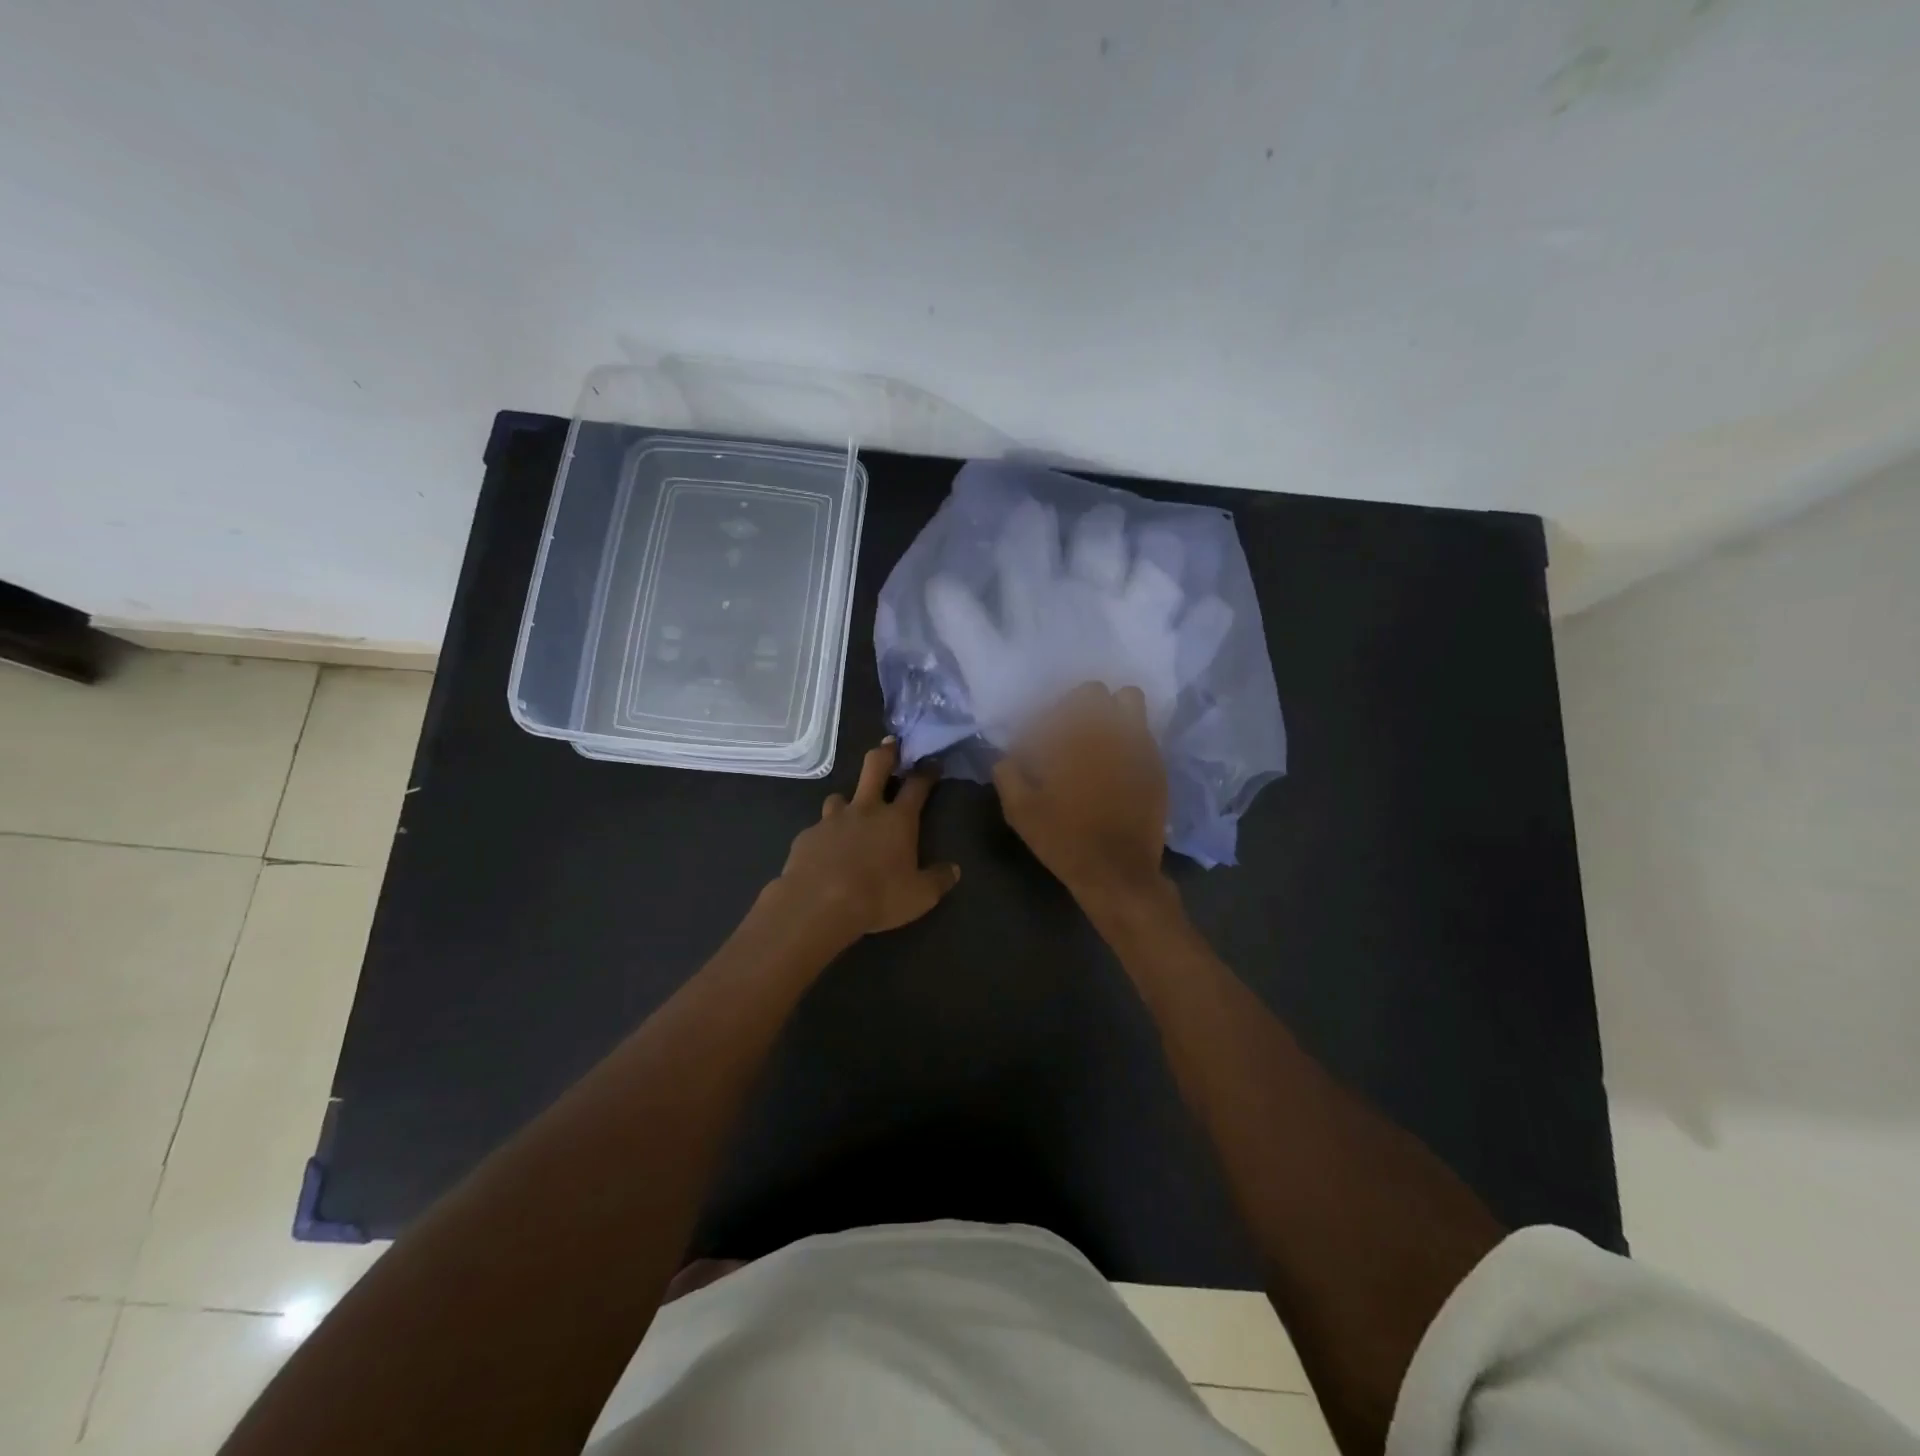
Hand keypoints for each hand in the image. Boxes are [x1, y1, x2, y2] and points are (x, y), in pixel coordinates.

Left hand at [772, 739, 960, 943]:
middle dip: (885, 753)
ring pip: (839, 797)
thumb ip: (938, 879)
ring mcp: (832, 820)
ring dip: (848, 801)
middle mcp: (865, 810)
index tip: (932, 762)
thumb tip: (954, 870)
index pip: (916, 786)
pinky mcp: (807, 836)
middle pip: (875, 768)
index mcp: (897, 820)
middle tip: (890, 744)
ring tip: (850, 812)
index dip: (926, 772)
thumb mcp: (919, 896)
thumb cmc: (877, 898)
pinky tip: (825, 852)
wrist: (818, 905)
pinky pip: (818, 829)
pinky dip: (825, 835)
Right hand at [992, 683, 1170, 909]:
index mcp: (1070, 737)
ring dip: (1110, 710)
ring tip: (1097, 736)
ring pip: (1128, 700)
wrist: (1116, 872)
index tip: (1035, 743)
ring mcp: (1137, 744)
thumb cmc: (1063, 839)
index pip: (1055, 705)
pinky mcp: (1155, 763)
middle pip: (1093, 692)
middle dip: (1076, 706)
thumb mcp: (1020, 810)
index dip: (1041, 722)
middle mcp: (1107, 730)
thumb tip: (1006, 754)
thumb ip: (1007, 772)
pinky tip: (1117, 759)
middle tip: (1065, 734)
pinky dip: (1128, 734)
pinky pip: (1144, 730)